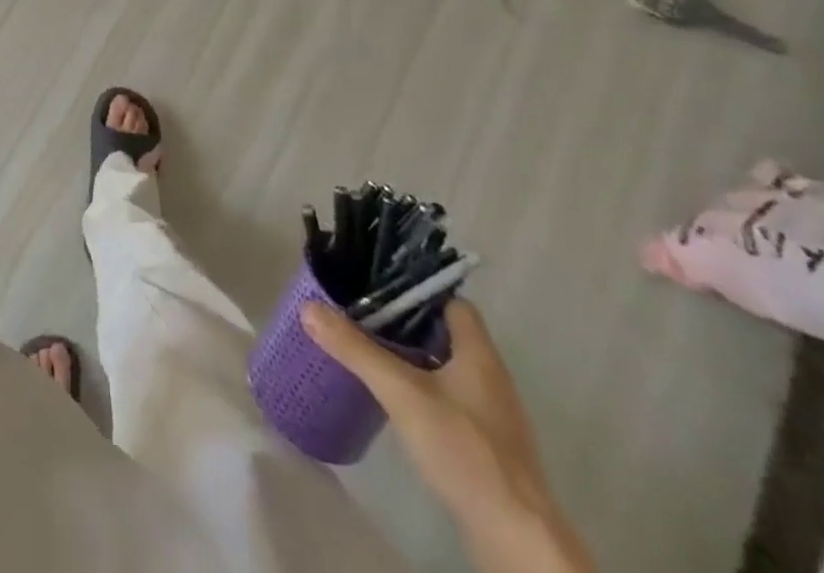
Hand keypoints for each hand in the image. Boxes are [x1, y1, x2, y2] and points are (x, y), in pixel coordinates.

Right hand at [301, 300, 593, 572]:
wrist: (514, 536)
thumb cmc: (464, 448)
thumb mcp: (401, 392)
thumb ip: (356, 349)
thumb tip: (308, 307)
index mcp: (479, 353)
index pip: (452, 301)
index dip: (418, 290)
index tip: (379, 286)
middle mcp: (490, 377)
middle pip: (446, 333)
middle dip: (406, 322)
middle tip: (362, 313)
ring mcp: (491, 414)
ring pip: (446, 366)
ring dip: (413, 356)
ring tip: (370, 349)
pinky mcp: (485, 444)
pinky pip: (449, 398)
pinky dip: (422, 389)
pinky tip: (395, 398)